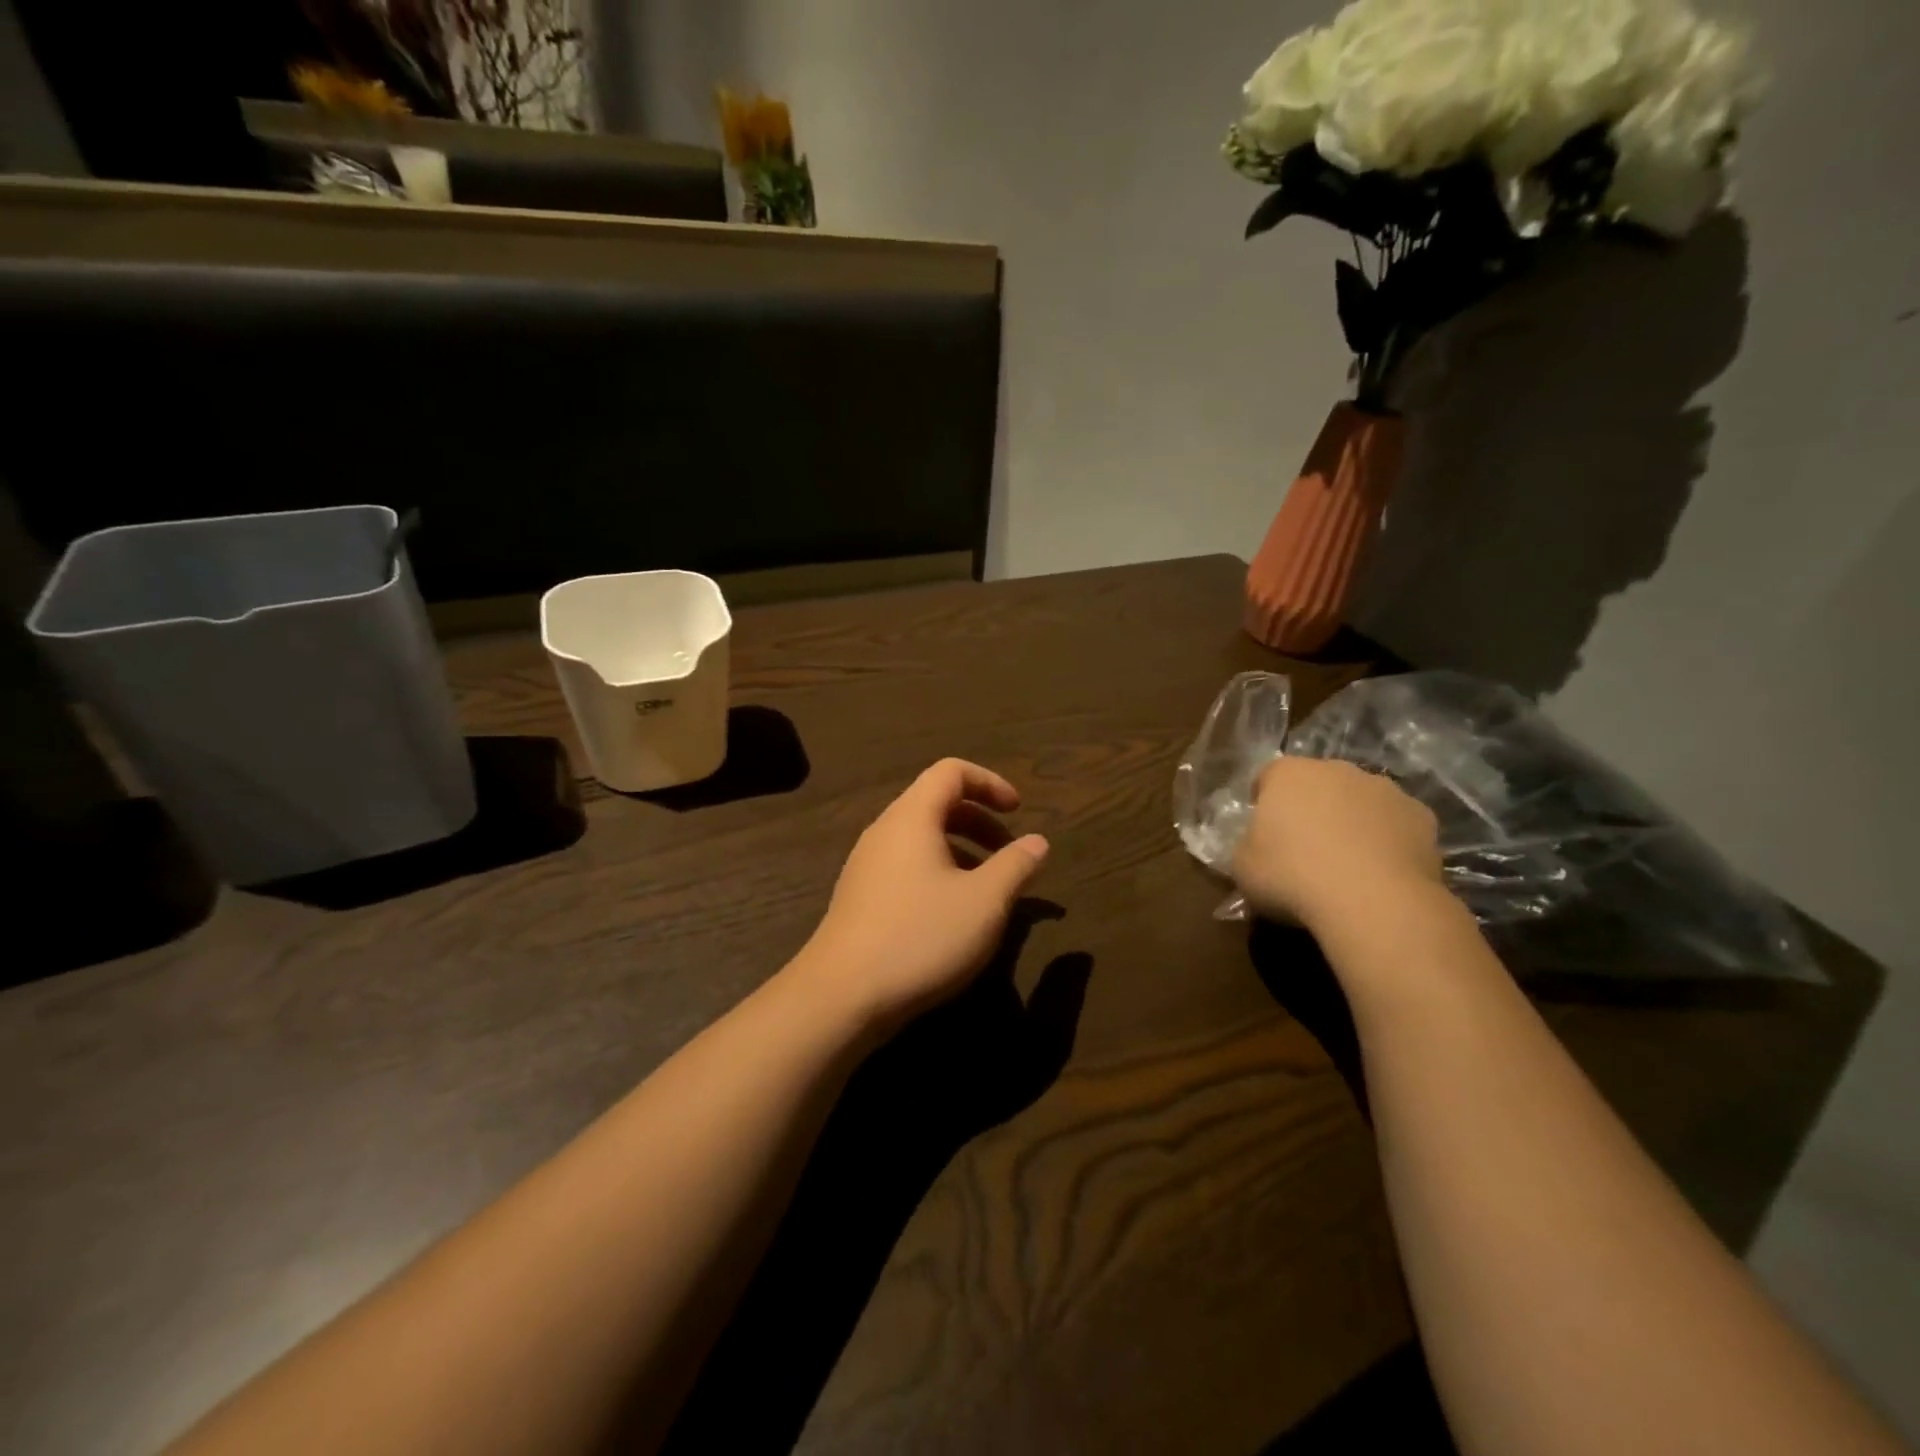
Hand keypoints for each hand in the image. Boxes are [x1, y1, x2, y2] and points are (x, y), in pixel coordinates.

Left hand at [795, 759, 1049, 1033]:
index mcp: (912, 817)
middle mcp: (884, 831)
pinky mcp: (860, 896)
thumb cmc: (920, 936)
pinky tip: (952, 913)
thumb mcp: (984, 902)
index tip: (1018, 812)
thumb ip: (1016, 866)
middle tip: (1009, 852)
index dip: (990, 783)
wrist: (842, 995)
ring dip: (960, 849)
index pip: (951, 771)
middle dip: (979, 820)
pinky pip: (905, 864)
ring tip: (987, 887)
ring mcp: (866, 864)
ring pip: (920, 837)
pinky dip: (937, 871)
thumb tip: (1038, 842)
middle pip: (936, 802)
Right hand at [1232, 757, 1444, 930]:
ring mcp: (1385, 790)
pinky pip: (1395, 825)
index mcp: (1288, 774)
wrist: (1372, 901)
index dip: (1263, 801)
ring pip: (1360, 801)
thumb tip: (1257, 847)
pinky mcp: (1423, 816)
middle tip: (1304, 847)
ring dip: (1352, 821)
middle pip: (1318, 783)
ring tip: (1346, 864)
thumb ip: (1248, 846)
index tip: (1262, 831)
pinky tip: (1380, 874)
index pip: (1268, 776)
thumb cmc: (1292, 876)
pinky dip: (1388, 841)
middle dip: (1311, 807)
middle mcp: (1337, 770)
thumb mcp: (1242, 866)